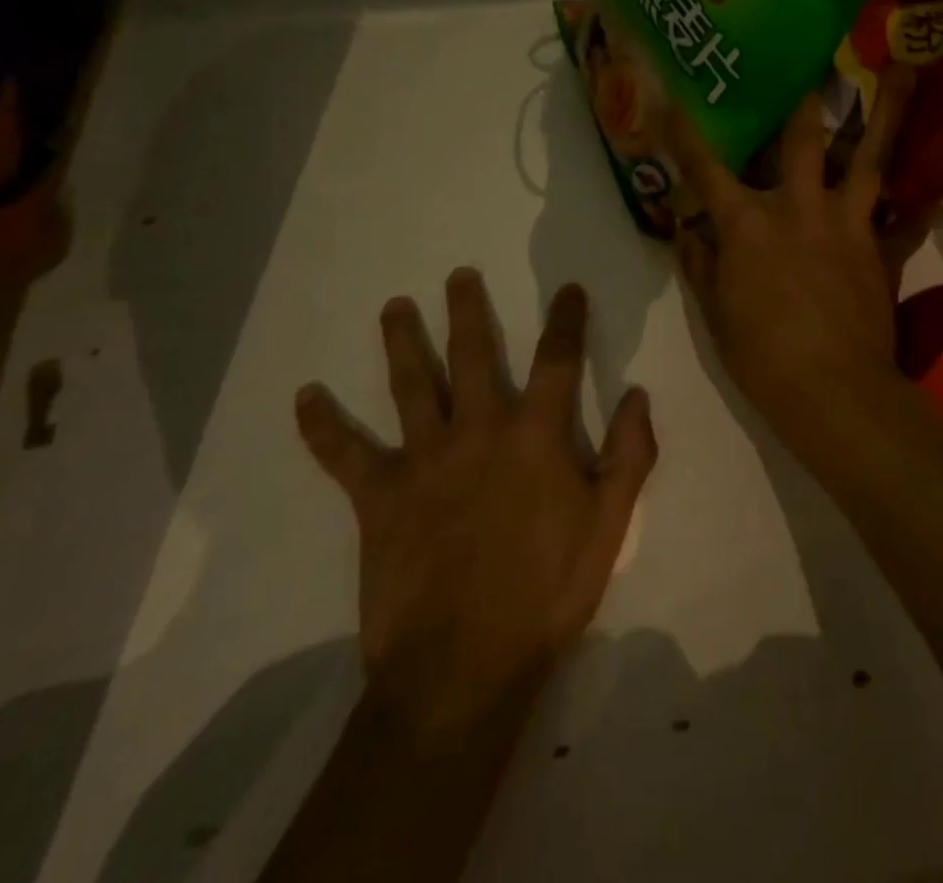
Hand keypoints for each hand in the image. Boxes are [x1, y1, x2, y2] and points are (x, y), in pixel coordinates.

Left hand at [294, 270, 656, 739]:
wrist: (464, 667)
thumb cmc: (546, 593)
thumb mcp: (609, 525)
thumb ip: (629, 455)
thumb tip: (638, 394)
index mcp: (535, 435)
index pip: (557, 360)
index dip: (566, 320)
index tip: (568, 289)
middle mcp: (478, 430)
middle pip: (471, 355)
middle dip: (467, 311)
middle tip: (458, 275)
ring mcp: (424, 459)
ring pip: (410, 386)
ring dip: (401, 342)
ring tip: (393, 308)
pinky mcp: (379, 497)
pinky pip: (344, 454)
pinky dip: (322, 426)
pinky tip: (304, 398)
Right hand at [663, 66, 928, 451]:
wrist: (833, 392)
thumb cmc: (762, 356)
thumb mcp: (715, 314)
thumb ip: (700, 266)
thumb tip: (685, 232)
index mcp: (748, 224)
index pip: (705, 169)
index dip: (684, 132)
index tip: (670, 96)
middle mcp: (798, 208)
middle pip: (803, 139)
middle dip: (807, 94)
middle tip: (820, 51)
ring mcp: (847, 224)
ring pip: (870, 158)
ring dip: (888, 113)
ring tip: (907, 72)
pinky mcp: (881, 249)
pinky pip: (905, 223)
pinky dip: (919, 211)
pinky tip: (934, 196)